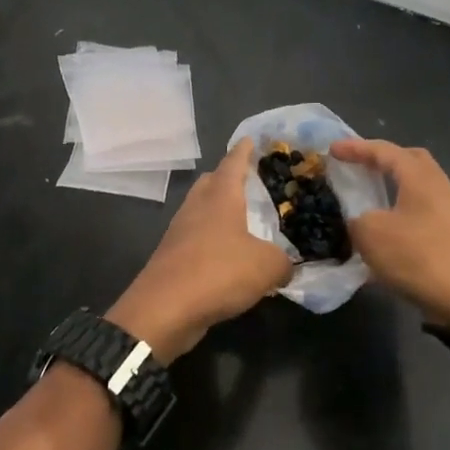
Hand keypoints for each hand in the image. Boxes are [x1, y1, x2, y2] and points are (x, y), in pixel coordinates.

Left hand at [107, 138, 291, 363]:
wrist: (164, 310)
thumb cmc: (217, 273)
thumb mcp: (266, 267)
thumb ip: (283, 262)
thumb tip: (285, 266)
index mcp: (220, 198)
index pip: (233, 163)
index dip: (243, 150)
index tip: (250, 139)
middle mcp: (196, 208)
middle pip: (210, 183)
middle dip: (227, 178)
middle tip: (249, 181)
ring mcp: (180, 233)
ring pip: (201, 211)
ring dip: (218, 211)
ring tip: (242, 221)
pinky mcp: (172, 258)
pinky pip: (196, 239)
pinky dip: (212, 241)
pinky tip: (227, 256)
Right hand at [329, 139, 449, 340]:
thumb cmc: (418, 258)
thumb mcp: (371, 235)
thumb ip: (357, 218)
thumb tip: (358, 219)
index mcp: (420, 179)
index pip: (385, 151)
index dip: (356, 148)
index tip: (332, 150)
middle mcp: (440, 188)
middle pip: (411, 161)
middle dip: (383, 159)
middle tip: (360, 166)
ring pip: (419, 188)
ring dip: (394, 188)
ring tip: (371, 198)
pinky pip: (423, 212)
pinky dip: (402, 213)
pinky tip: (388, 232)